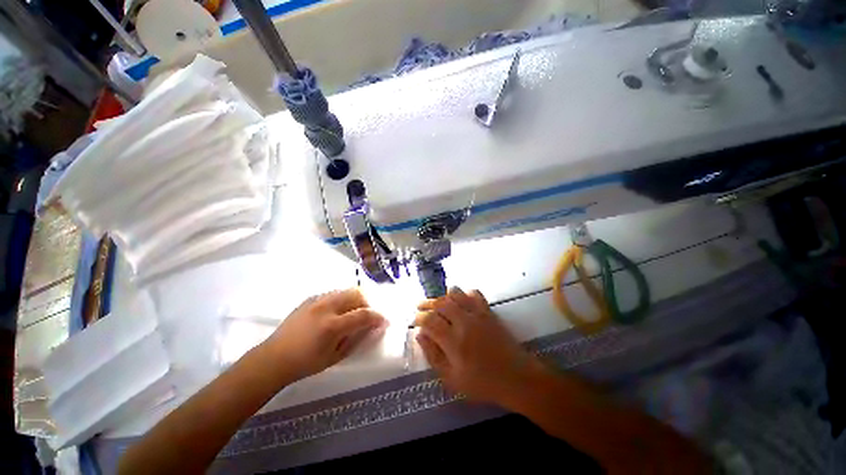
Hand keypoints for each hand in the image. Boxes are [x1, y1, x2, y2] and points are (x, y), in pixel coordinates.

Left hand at [267, 289, 384, 379]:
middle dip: (368, 303)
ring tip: (353, 312)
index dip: (378, 317)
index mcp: (332, 326)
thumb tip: (376, 328)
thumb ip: (358, 340)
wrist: (274, 358)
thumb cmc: (306, 363)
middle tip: (368, 316)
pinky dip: (342, 299)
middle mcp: (326, 308)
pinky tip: (338, 311)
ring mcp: (317, 300)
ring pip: (346, 290)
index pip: (364, 314)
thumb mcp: (336, 357)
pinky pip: (333, 293)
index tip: (384, 321)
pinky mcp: (310, 299)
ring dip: (356, 299)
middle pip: (357, 294)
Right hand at [415, 287, 544, 406]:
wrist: (517, 378)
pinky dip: (465, 293)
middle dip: (427, 303)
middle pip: (440, 303)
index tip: (415, 320)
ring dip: (444, 295)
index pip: (430, 321)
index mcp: (453, 341)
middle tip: (420, 306)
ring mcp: (477, 315)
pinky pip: (475, 294)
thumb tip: (420, 335)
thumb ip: (433, 356)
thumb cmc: (482, 383)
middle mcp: (464, 323)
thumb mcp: (452, 379)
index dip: (419, 318)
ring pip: (456, 294)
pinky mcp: (488, 312)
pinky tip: (461, 300)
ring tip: (438, 302)